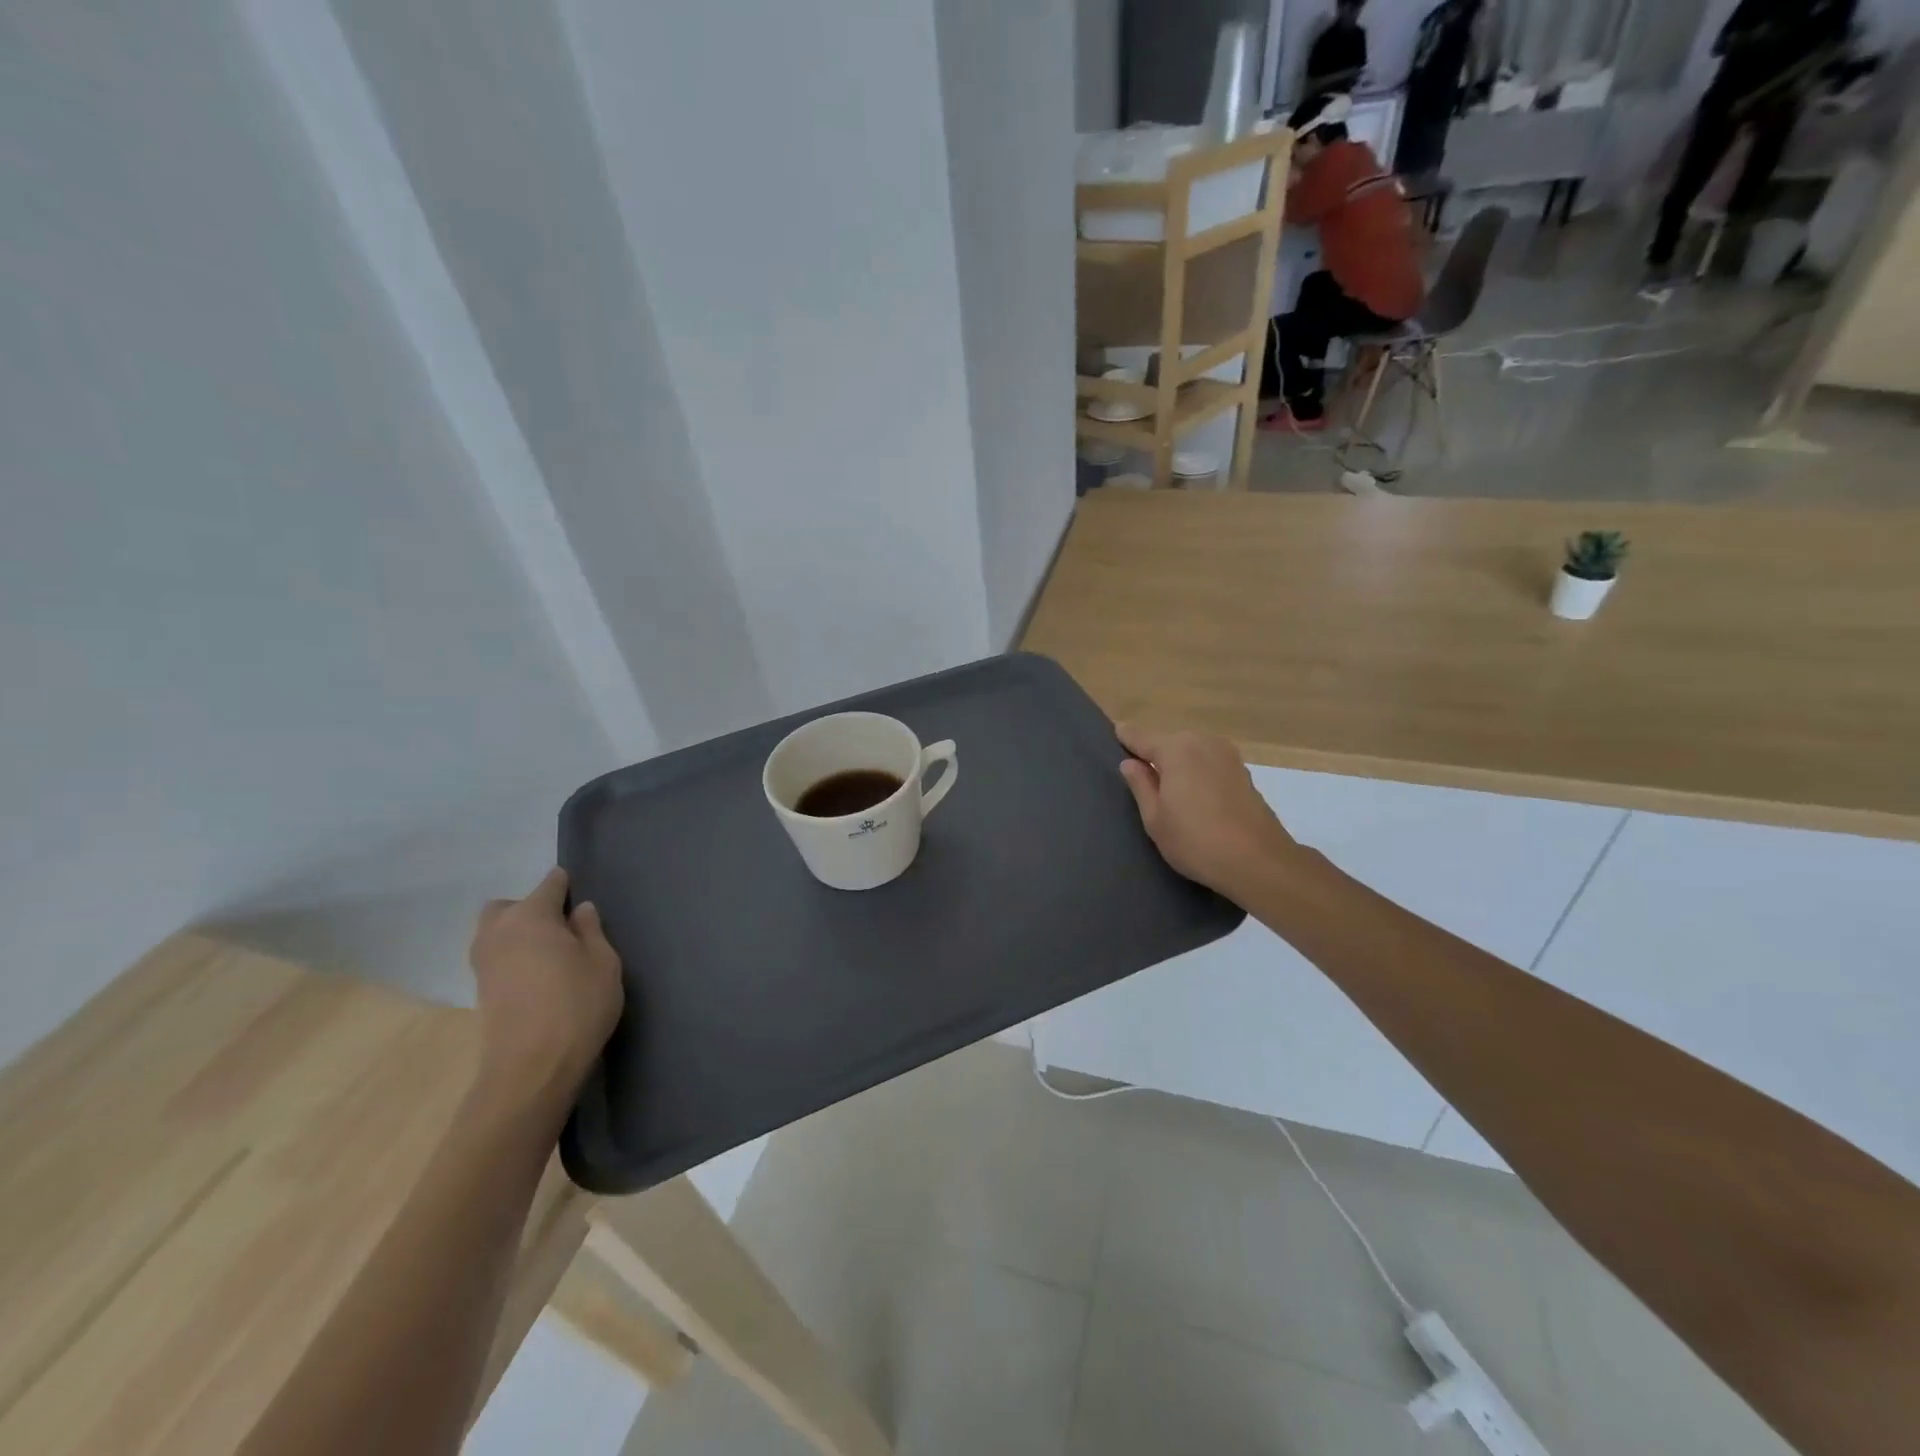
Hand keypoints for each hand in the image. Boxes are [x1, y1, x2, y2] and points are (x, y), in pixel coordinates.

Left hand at [468, 868, 623, 1113]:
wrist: (532, 1068)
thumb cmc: (577, 1004)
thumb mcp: (602, 962)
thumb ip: (591, 930)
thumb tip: (579, 910)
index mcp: (531, 916)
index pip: (548, 886)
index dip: (565, 885)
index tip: (578, 891)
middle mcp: (498, 932)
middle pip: (507, 906)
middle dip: (529, 907)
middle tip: (560, 927)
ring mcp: (483, 964)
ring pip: (494, 933)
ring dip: (516, 933)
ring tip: (550, 952)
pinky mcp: (480, 992)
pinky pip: (495, 958)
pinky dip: (512, 957)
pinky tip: (537, 974)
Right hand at [1117, 725, 1303, 903]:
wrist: (1258, 861)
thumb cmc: (1195, 841)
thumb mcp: (1155, 818)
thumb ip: (1140, 785)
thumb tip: (1130, 763)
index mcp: (1176, 749)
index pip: (1141, 737)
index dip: (1126, 738)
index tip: (1114, 735)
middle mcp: (1202, 742)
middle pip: (1169, 741)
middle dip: (1154, 753)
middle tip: (1139, 774)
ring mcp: (1227, 755)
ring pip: (1191, 751)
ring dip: (1178, 762)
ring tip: (1166, 786)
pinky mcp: (1243, 772)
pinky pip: (1209, 763)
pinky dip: (1197, 771)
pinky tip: (1194, 794)